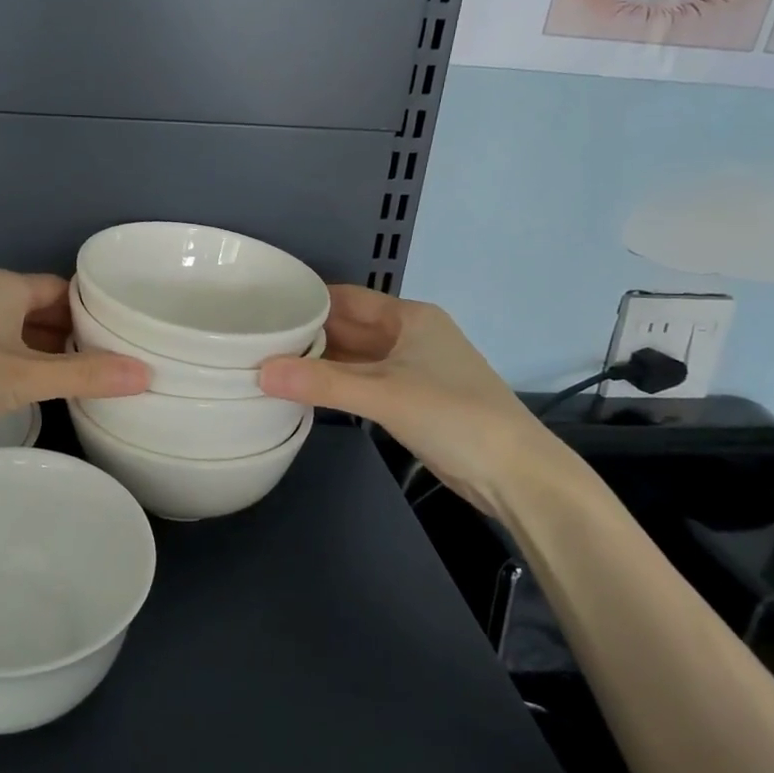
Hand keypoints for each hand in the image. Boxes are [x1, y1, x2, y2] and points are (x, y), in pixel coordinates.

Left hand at [0, 270, 148, 454]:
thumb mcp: (25, 376)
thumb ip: (84, 375)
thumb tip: (146, 374)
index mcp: (9, 287)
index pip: (68, 290)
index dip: (98, 312)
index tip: (132, 334)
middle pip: (50, 311)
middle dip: (81, 337)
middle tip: (123, 363)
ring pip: (28, 335)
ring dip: (56, 355)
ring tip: (98, 380)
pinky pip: (9, 354)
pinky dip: (32, 368)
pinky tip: (52, 393)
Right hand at [258, 285, 569, 515]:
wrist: (517, 475)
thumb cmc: (453, 416)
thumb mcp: (383, 394)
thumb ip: (321, 383)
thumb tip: (259, 371)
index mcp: (409, 316)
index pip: (346, 297)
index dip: (307, 300)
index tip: (264, 306)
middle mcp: (409, 335)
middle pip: (348, 327)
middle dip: (308, 333)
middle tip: (256, 338)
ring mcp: (412, 368)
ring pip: (355, 356)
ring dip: (320, 362)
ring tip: (269, 362)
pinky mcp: (412, 399)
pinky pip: (363, 381)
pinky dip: (336, 384)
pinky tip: (305, 390)